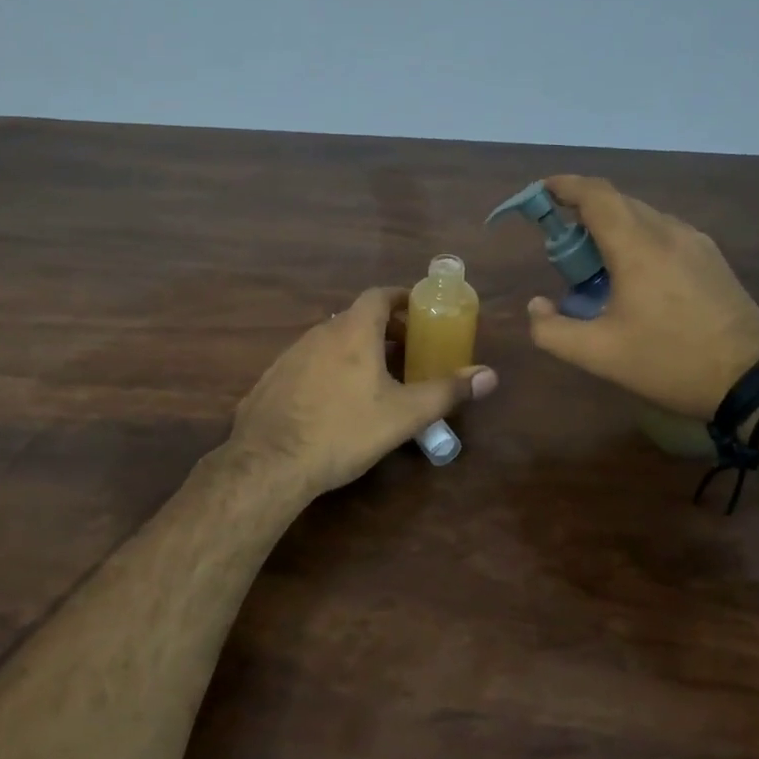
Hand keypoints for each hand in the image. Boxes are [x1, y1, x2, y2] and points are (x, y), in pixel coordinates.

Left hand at [227, 286, 498, 499]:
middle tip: (408, 351)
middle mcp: (320, 333)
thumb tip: (490, 375)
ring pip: (332, 340)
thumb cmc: (343, 430)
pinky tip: (336, 401)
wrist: (268, 462)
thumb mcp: (404, 415)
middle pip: (357, 317)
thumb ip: (447, 391)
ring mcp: (291, 354)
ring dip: (357, 348)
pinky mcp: (273, 378)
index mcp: (353, 331)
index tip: (419, 311)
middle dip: (385, 329)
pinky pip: (310, 361)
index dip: (401, 298)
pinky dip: (331, 367)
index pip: (379, 295)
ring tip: (377, 377)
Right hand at [525, 175, 758, 418]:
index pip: (595, 195)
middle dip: (582, 212)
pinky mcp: (711, 258)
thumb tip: (537, 305)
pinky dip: (637, 239)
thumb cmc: (670, 362)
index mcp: (637, 246)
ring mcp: (695, 242)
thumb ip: (551, 330)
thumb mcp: (598, 355)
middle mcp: (667, 231)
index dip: (564, 185)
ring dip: (611, 227)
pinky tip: (633, 276)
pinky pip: (664, 233)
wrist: (753, 380)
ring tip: (595, 265)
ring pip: (642, 217)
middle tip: (561, 247)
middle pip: (617, 202)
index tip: (540, 191)